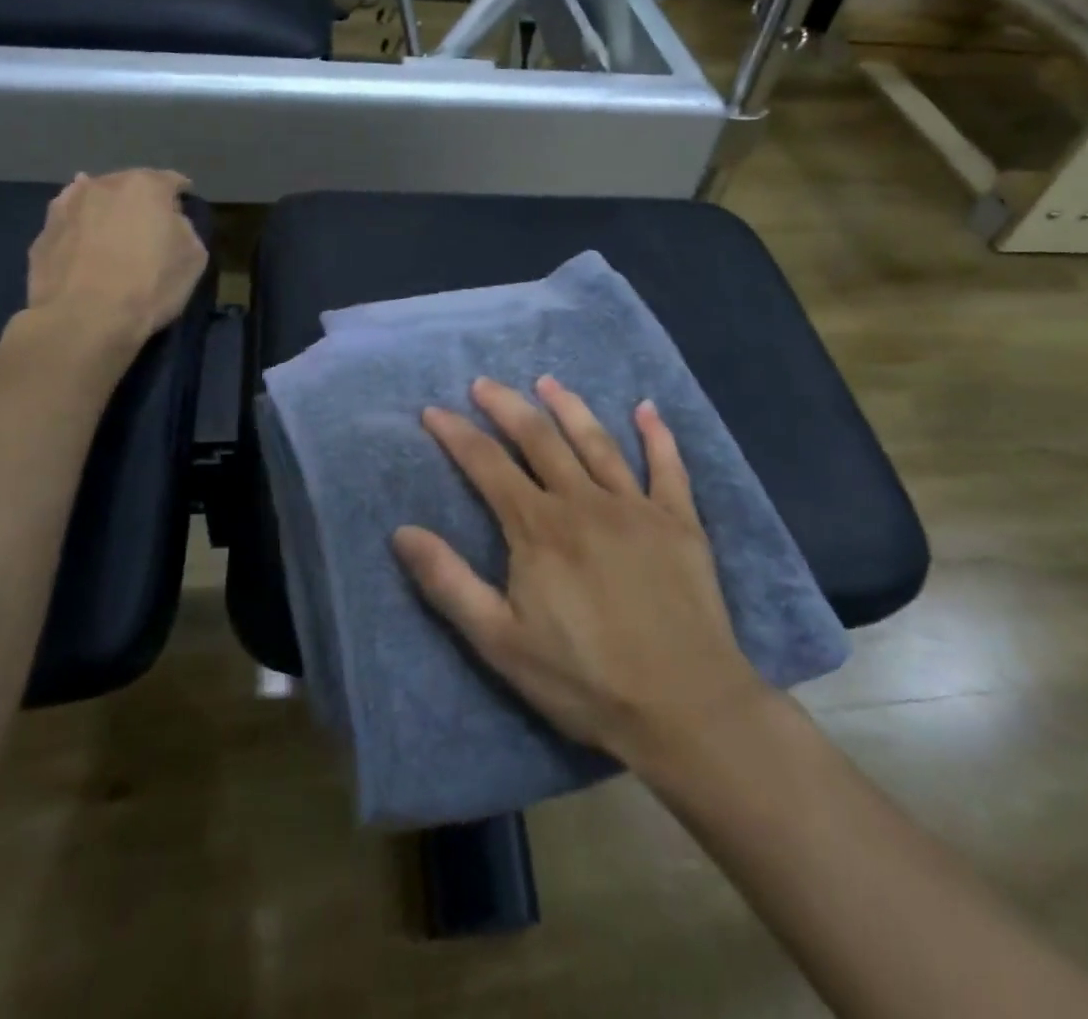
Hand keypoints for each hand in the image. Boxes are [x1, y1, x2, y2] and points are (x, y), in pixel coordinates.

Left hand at [24, 169, 207, 352]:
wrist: (85, 318)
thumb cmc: (150, 285)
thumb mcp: (193, 258)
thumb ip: (184, 228)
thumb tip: (169, 221)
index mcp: (145, 186)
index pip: (171, 181)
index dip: (181, 194)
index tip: (185, 207)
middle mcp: (104, 185)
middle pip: (128, 184)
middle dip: (140, 199)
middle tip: (149, 222)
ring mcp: (68, 206)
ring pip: (93, 198)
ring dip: (106, 209)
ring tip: (113, 229)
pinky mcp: (43, 232)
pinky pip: (69, 221)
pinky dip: (79, 226)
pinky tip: (82, 238)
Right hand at [392, 376, 764, 764]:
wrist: (685, 706)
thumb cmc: (585, 680)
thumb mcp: (500, 642)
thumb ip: (449, 583)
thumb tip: (402, 532)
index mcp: (538, 528)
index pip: (487, 465)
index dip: (457, 434)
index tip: (434, 411)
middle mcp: (584, 501)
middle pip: (539, 438)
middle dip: (506, 406)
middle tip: (484, 383)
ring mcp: (636, 506)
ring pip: (596, 441)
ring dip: (569, 406)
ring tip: (547, 381)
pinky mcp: (679, 521)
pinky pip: (668, 466)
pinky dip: (657, 434)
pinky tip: (646, 408)